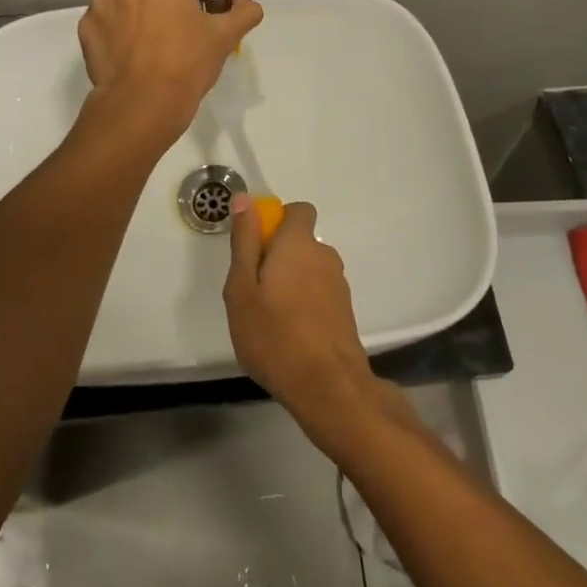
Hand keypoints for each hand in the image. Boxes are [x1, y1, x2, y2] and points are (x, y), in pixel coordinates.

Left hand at [77, 0, 262, 140]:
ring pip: (124, 5)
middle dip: (157, 4)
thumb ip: (243, 12)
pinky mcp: (84, 29)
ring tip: (149, 53)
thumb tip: (247, 2)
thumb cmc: (188, 61)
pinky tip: (129, 61)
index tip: (193, 22)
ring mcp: (100, 3)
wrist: (144, 102)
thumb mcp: (226, 36)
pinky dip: (115, 38)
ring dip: (134, 19)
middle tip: (174, 38)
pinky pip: (105, 26)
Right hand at [224, 199, 378, 439]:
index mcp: (299, 243)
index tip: (256, 246)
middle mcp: (324, 255)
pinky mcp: (345, 311)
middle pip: (300, 242)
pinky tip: (290, 334)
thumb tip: (244, 199)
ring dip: (291, 282)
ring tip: (269, 318)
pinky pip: (319, 293)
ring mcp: (338, 285)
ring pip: (309, 269)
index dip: (277, 220)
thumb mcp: (242, 288)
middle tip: (253, 291)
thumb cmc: (274, 334)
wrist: (328, 386)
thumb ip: (244, 241)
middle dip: (279, 256)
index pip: (298, 210)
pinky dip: (305, 303)